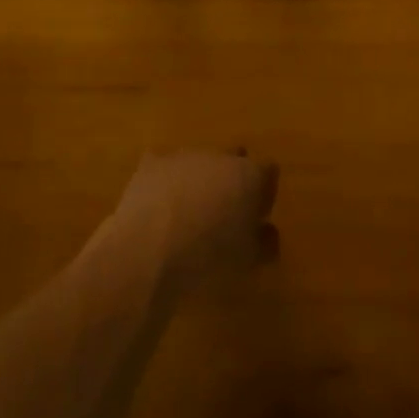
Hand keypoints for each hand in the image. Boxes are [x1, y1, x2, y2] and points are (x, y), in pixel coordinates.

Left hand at [104, 149, 278, 296]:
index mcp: (250, 175)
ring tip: (189, 214)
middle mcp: (221, 156)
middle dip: (232, 181)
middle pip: (234, 160)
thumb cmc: (209, 255)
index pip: (269, 172)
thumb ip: (265, 243)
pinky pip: (165, 167)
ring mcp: (185, 156)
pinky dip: (165, 182)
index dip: (265, 192)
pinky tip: (159, 206)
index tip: (258, 216)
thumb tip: (268, 233)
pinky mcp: (153, 163)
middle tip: (225, 212)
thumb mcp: (248, 260)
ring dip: (199, 181)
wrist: (149, 248)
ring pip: (199, 162)